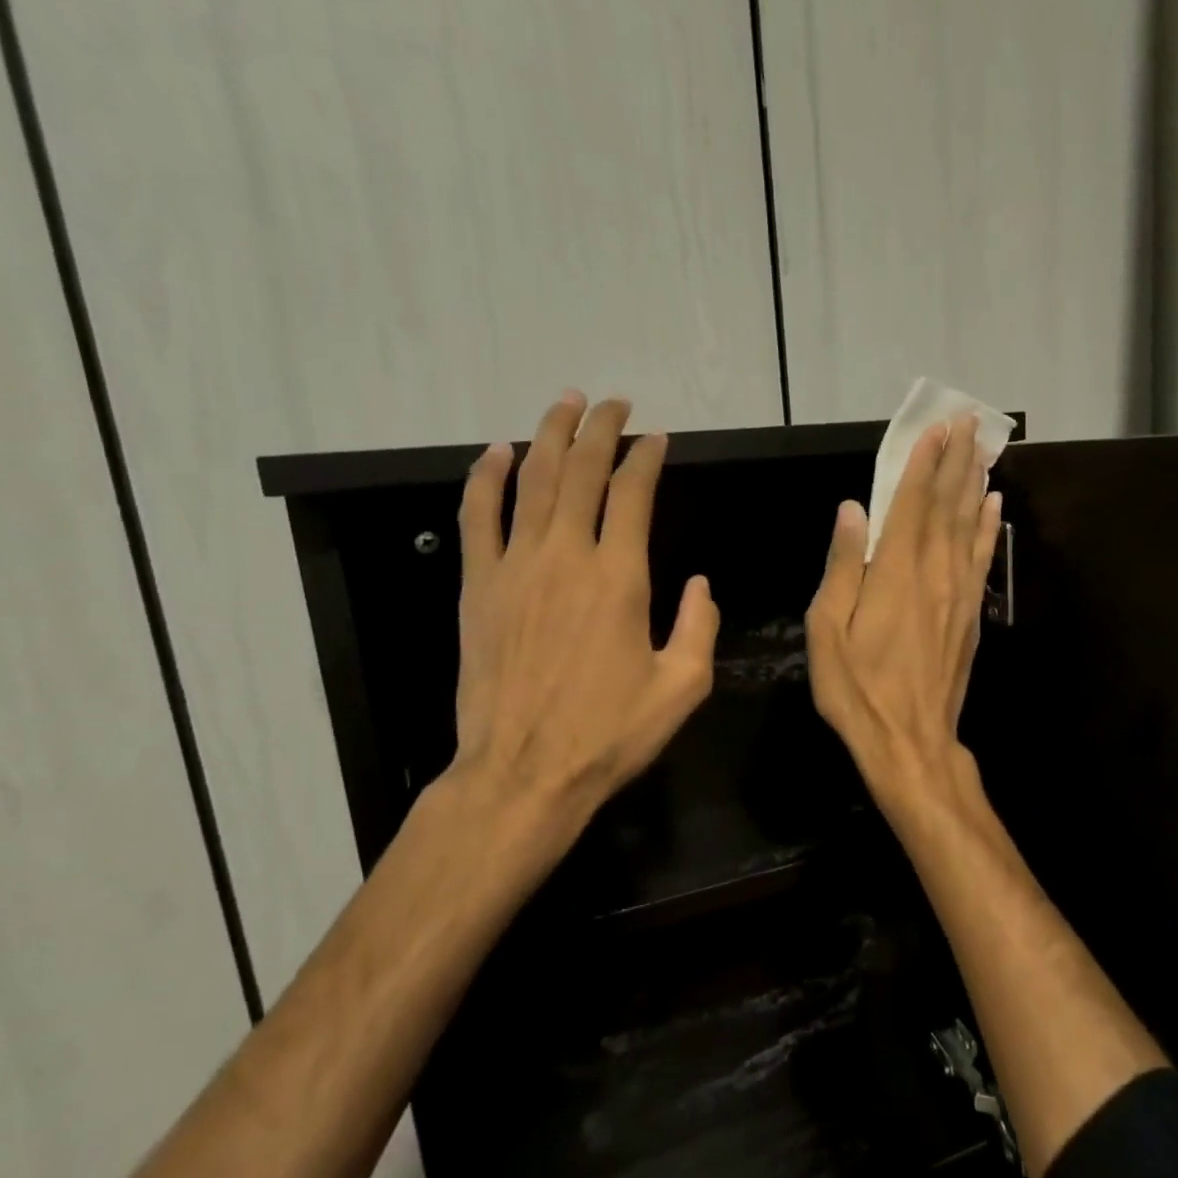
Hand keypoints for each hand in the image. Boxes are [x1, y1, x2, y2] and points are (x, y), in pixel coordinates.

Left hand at [441, 393, 718, 858]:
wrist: (524, 773)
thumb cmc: (608, 735)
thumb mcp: (682, 688)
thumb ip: (699, 627)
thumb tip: (699, 583)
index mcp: (621, 578)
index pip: (633, 493)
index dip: (646, 457)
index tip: (655, 438)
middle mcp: (568, 557)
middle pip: (581, 471)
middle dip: (599, 429)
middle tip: (613, 403)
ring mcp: (516, 568)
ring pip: (531, 481)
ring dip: (548, 435)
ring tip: (564, 404)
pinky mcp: (479, 587)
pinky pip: (478, 517)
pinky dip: (486, 478)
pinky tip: (495, 452)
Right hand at [805, 413, 1001, 796]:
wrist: (909, 740)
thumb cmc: (857, 687)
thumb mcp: (827, 629)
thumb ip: (843, 565)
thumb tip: (851, 510)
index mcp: (895, 572)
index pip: (911, 503)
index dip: (923, 463)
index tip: (935, 429)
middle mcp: (934, 572)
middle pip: (947, 505)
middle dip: (956, 460)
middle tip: (968, 421)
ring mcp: (959, 593)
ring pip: (970, 525)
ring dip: (975, 483)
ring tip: (984, 449)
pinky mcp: (972, 614)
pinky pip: (982, 558)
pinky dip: (989, 527)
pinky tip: (994, 506)